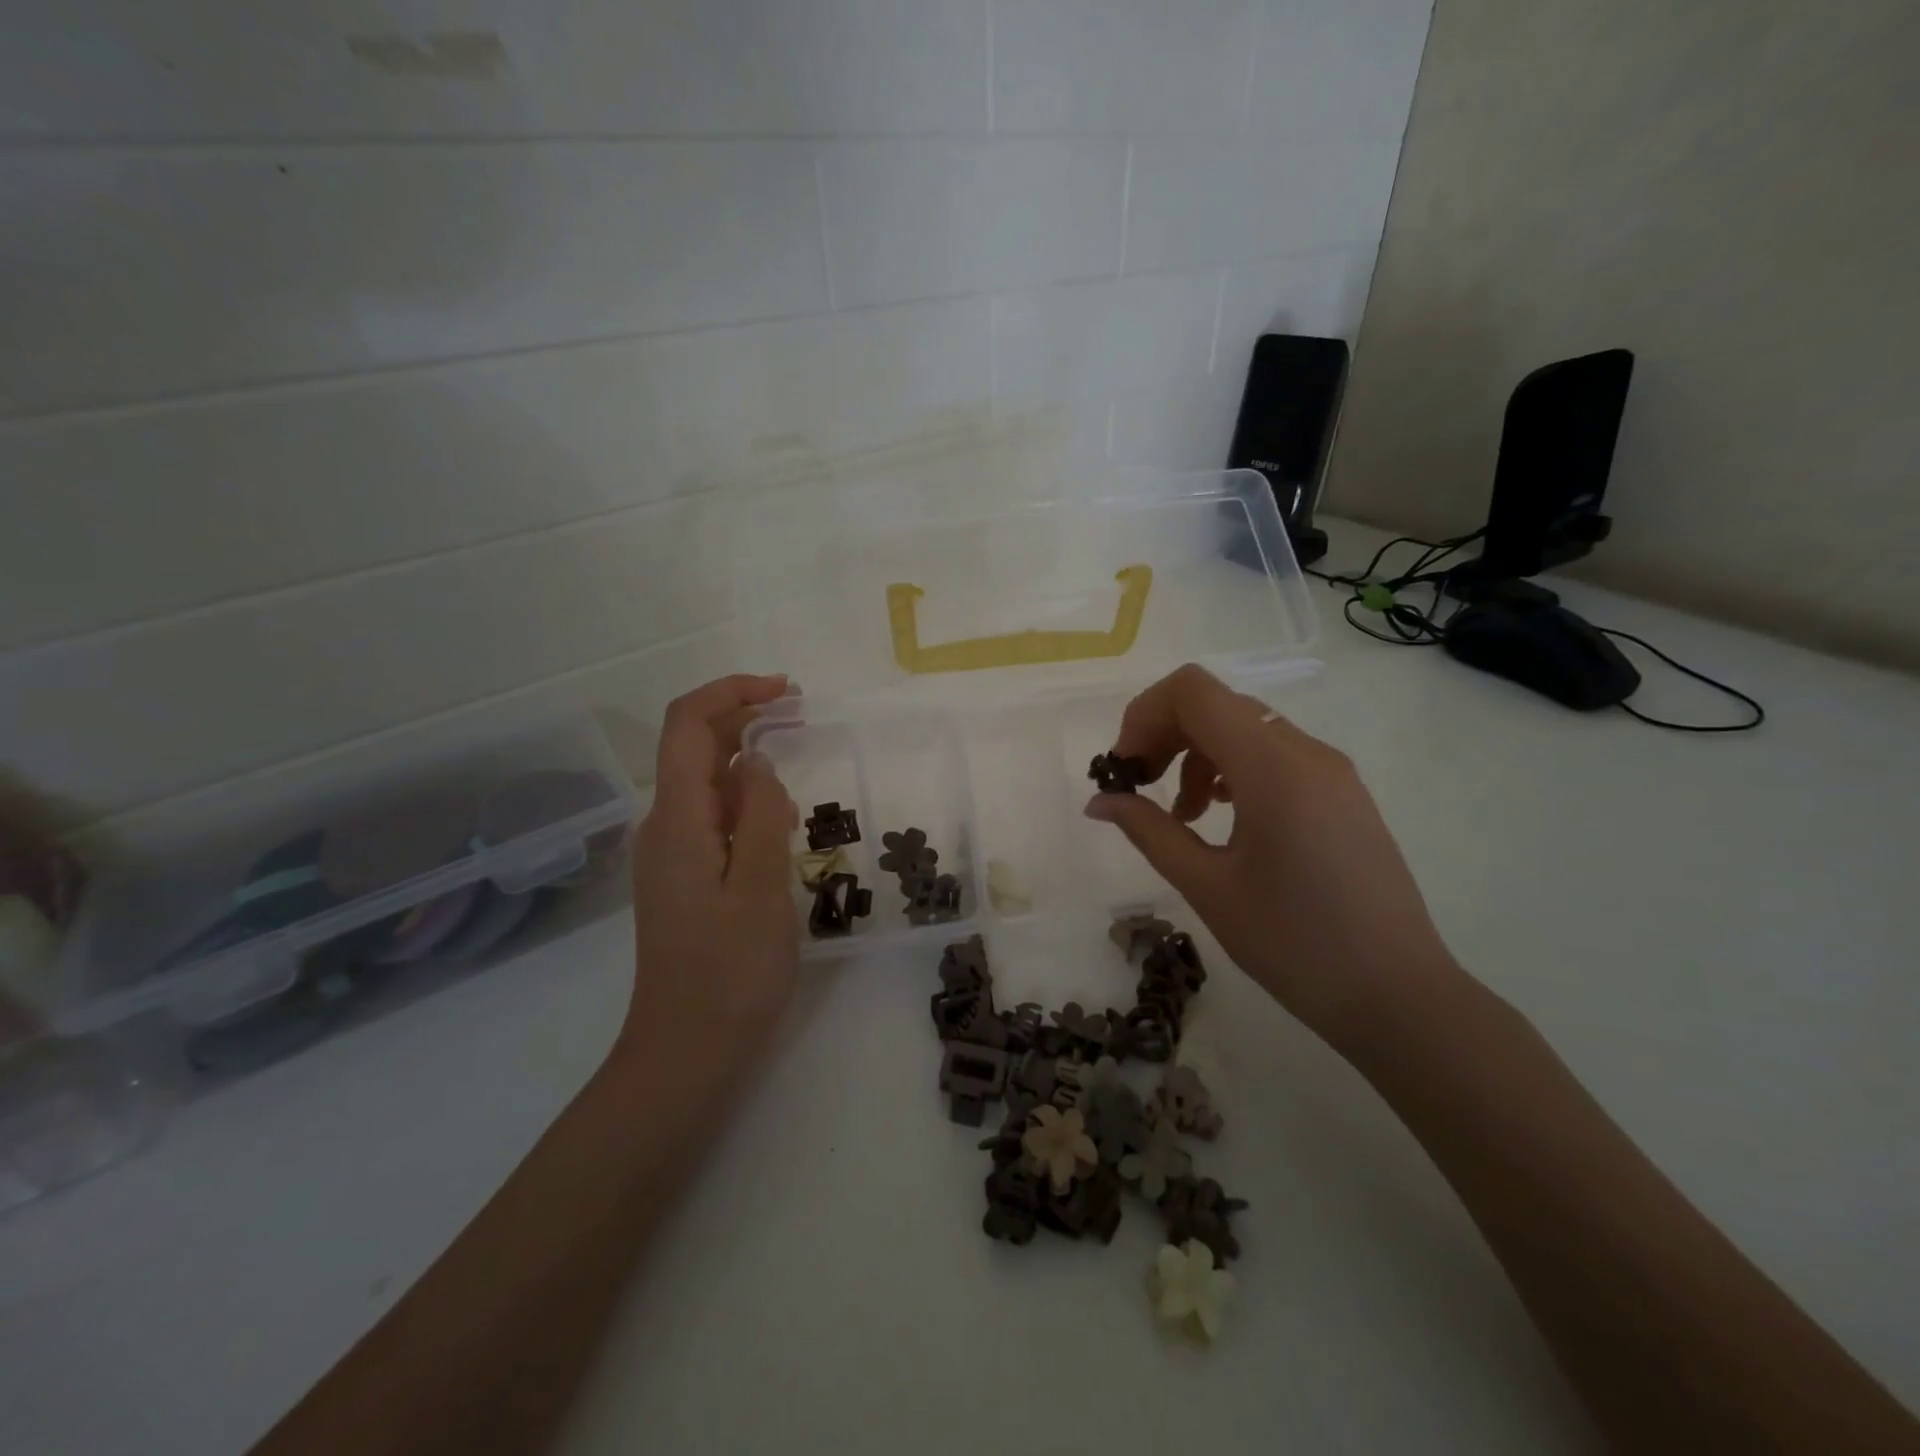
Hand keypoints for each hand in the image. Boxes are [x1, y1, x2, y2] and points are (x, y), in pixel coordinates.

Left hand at [618, 674, 799, 1090]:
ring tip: (799, 760)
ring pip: (704, 781)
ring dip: (746, 756)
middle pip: (693, 746)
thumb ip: (760, 815)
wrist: (686, 1052)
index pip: (687, 725)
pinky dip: (744, 796)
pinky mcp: (684, 877)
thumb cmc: (730, 975)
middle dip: (744, 717)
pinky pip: (712, 816)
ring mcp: (670, 854)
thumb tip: (758, 760)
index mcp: (677, 822)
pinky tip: (778, 816)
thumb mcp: (761, 890)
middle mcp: (664, 827)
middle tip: (803, 715)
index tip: (786, 692)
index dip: (731, 692)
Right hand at [1084, 663, 1458, 1041]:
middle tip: (1139, 789)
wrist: (1398, 996)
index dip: (1143, 715)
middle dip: (1164, 735)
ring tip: (1183, 817)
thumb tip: (1099, 801)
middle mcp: (1306, 751)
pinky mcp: (1341, 792)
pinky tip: (1222, 818)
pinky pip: (1274, 754)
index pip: (1193, 691)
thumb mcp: (1207, 886)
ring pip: (1244, 727)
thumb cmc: (1295, 944)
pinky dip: (1232, 769)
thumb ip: (1149, 831)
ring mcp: (1330, 770)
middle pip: (1216, 704)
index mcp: (1273, 767)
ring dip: (1196, 755)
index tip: (1125, 769)